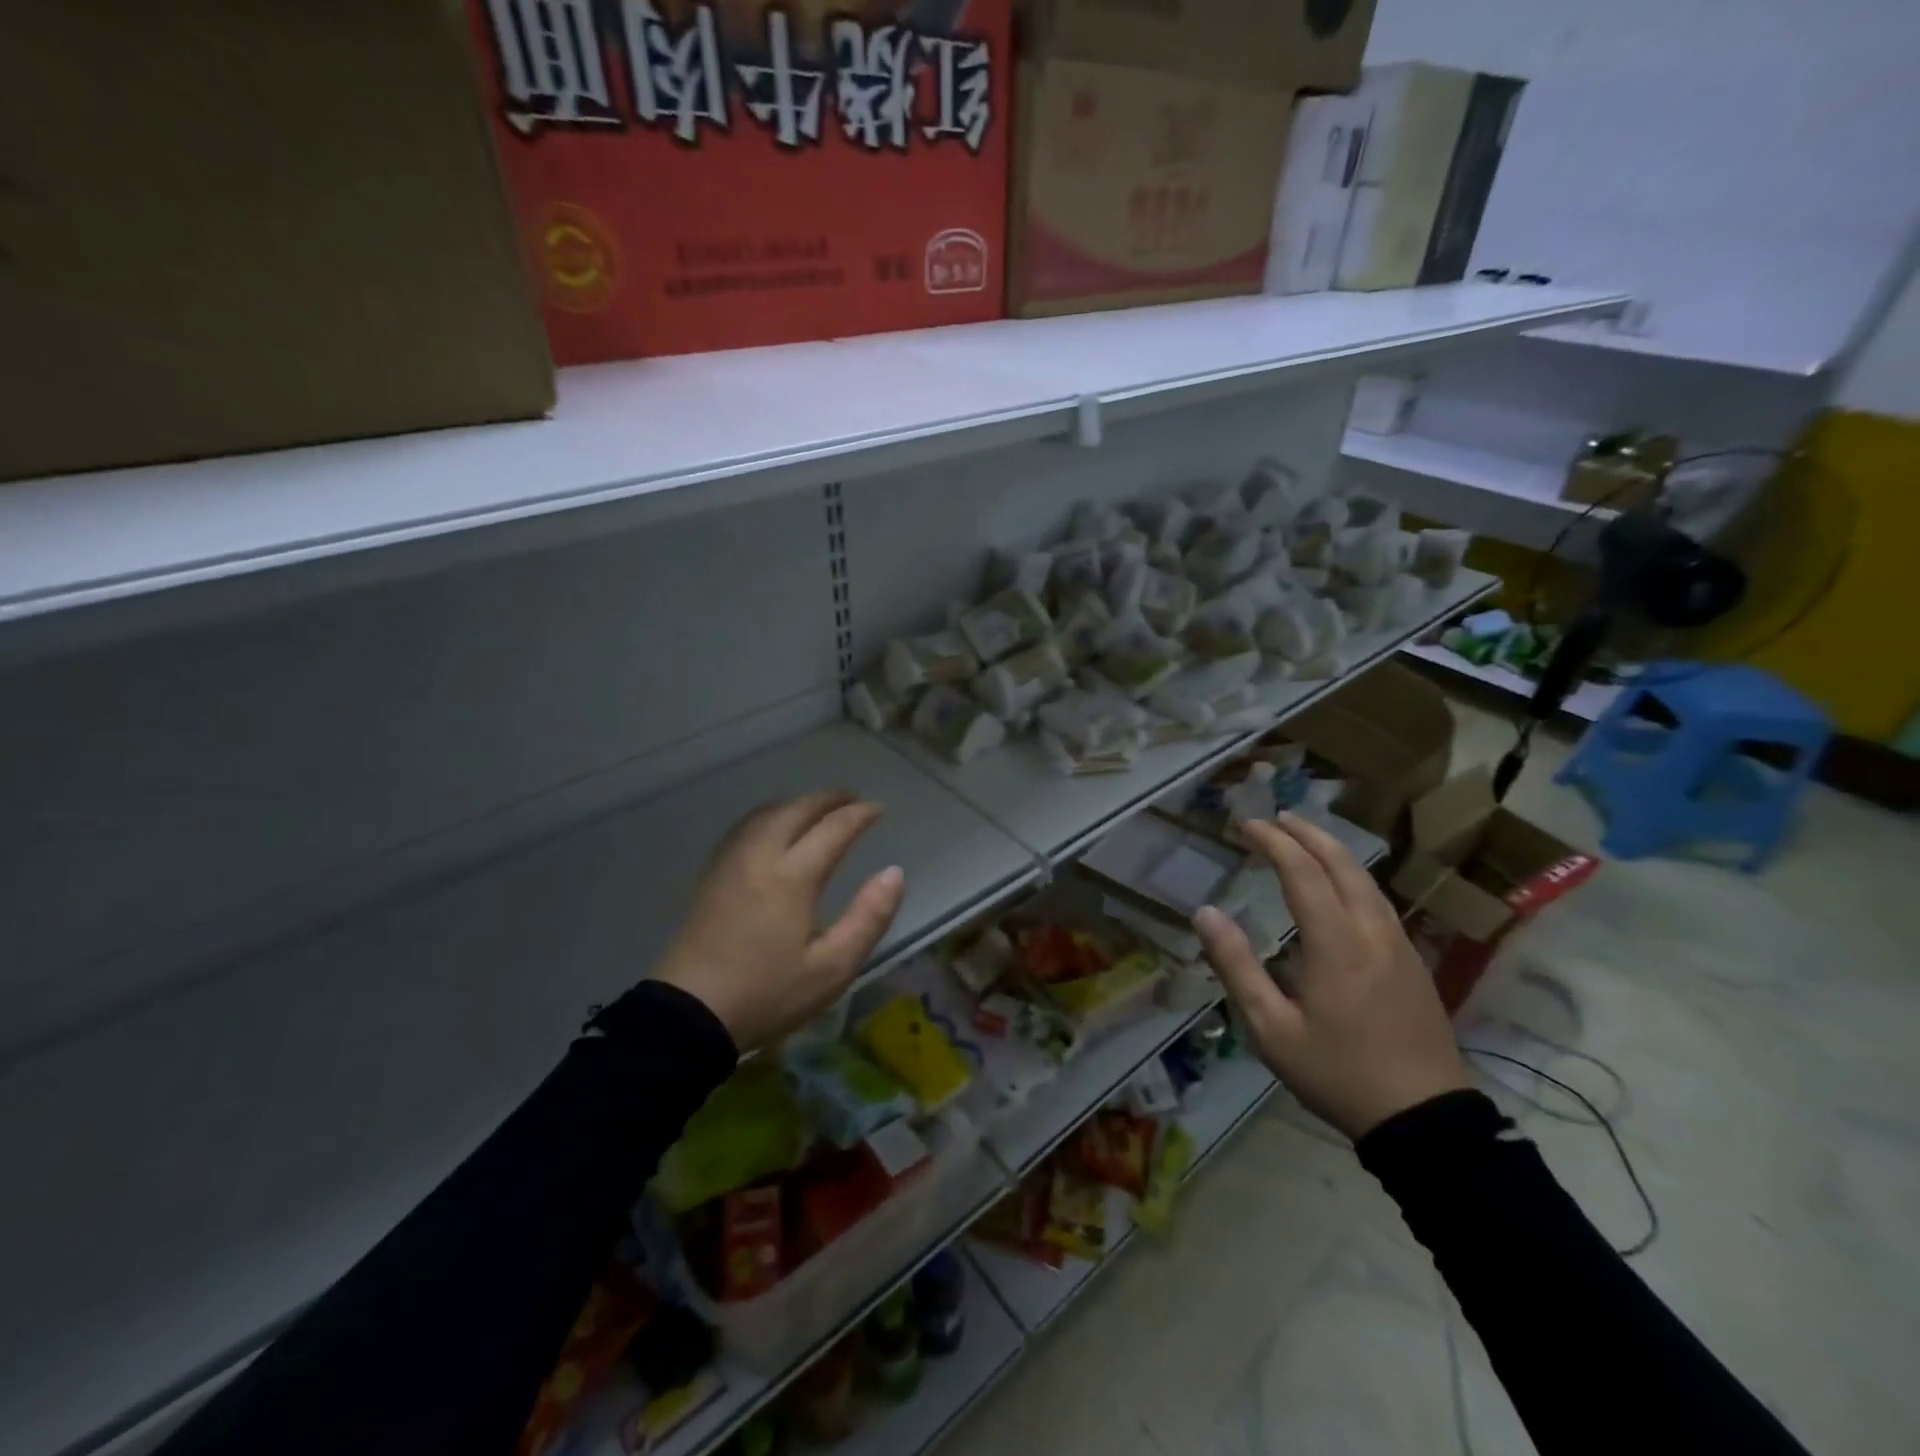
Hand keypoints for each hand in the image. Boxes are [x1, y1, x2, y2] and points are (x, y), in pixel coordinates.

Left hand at [655, 791, 905, 1051]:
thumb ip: (869, 917)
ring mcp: (731, 862)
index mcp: (792, 877)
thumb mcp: (833, 967)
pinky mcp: (712, 874)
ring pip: (767, 813)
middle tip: (852, 799)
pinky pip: (745, 826)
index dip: (859, 815)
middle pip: (797, 810)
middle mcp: (760, 856)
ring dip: (798, 803)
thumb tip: (894, 873)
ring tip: (819, 808)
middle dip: (828, 798)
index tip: (878, 809)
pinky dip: (770, 815)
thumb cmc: (768, 993)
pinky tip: (775, 826)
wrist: (689, 1013)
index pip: (833, 829)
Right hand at [1192, 812, 1467, 1139]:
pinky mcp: (1413, 962)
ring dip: (1333, 850)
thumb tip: (1204, 913)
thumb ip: (1236, 966)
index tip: (1244, 825)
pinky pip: (1379, 900)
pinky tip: (1341, 884)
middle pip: (1342, 863)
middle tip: (1275, 817)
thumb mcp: (1271, 1029)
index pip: (1302, 871)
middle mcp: (1371, 932)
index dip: (1272, 841)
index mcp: (1335, 944)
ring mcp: (1399, 945)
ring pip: (1367, 879)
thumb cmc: (1338, 1074)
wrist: (1425, 1121)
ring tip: (1304, 837)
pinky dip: (1352, 875)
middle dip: (1306, 833)